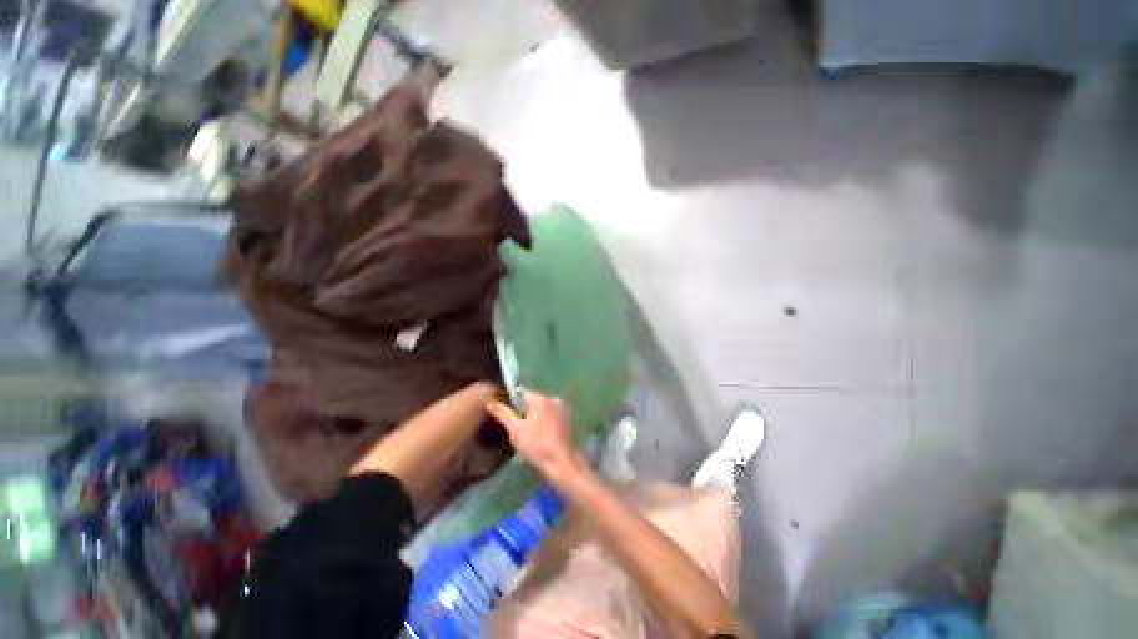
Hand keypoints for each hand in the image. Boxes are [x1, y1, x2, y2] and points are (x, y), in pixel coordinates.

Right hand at [485, 391, 584, 481]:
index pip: (521, 393)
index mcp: (541, 398)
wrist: (563, 464)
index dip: (511, 404)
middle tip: (516, 430)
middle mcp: (553, 399)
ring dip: (535, 419)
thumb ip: (503, 414)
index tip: (505, 417)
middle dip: (523, 413)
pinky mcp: (569, 421)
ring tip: (528, 437)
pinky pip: (551, 417)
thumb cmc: (537, 446)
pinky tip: (540, 438)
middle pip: (532, 402)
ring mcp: (563, 410)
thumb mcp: (515, 431)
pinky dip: (545, 424)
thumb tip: (489, 401)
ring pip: (542, 410)